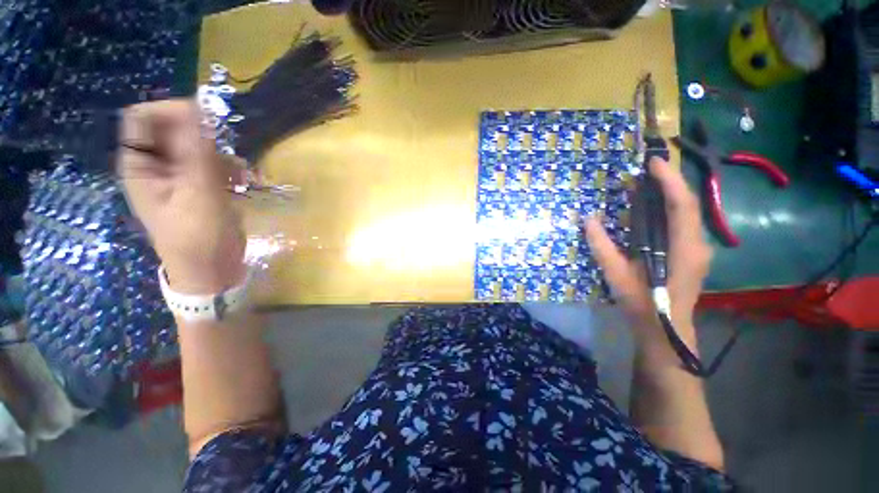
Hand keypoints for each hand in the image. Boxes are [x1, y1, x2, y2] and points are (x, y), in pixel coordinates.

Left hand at [118, 99, 245, 293]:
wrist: (213, 269)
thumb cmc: (198, 237)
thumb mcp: (198, 194)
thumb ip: (198, 153)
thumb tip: (200, 110)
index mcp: (141, 166)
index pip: (143, 118)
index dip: (171, 111)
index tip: (206, 122)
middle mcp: (157, 166)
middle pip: (173, 129)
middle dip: (202, 136)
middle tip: (226, 152)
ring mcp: (180, 176)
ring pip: (197, 146)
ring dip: (220, 154)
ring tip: (239, 174)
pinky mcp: (201, 186)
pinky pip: (212, 163)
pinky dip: (229, 168)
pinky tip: (242, 182)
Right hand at [584, 157, 711, 333]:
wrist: (665, 330)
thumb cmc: (642, 303)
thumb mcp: (616, 274)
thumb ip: (602, 245)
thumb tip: (587, 219)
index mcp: (683, 247)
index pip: (682, 204)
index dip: (669, 180)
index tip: (653, 162)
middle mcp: (697, 244)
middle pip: (687, 204)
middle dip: (669, 182)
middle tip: (645, 170)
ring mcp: (697, 249)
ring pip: (687, 213)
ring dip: (669, 195)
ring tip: (646, 185)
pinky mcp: (692, 254)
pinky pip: (682, 223)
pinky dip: (668, 210)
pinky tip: (651, 211)